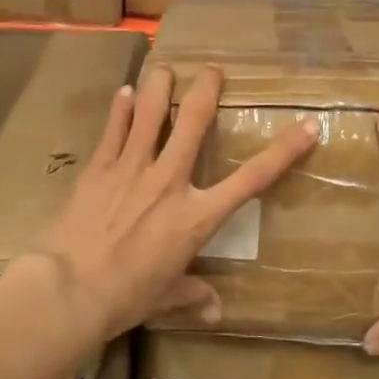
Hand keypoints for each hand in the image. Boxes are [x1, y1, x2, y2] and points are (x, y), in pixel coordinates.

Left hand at [24, 62, 318, 344]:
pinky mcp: (98, 168)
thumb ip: (193, 295)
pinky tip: (124, 92)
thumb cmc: (126, 297)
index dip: (284, 151)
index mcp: (196, 217)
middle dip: (207, 90)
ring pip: (151, 114)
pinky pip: (114, 130)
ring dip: (159, 85)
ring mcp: (132, 169)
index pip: (252, 179)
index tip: (307, 126)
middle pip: (195, 123)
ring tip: (164, 66)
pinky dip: (121, 109)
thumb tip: (215, 312)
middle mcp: (169, 182)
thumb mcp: (166, 298)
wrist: (71, 287)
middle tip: (212, 69)